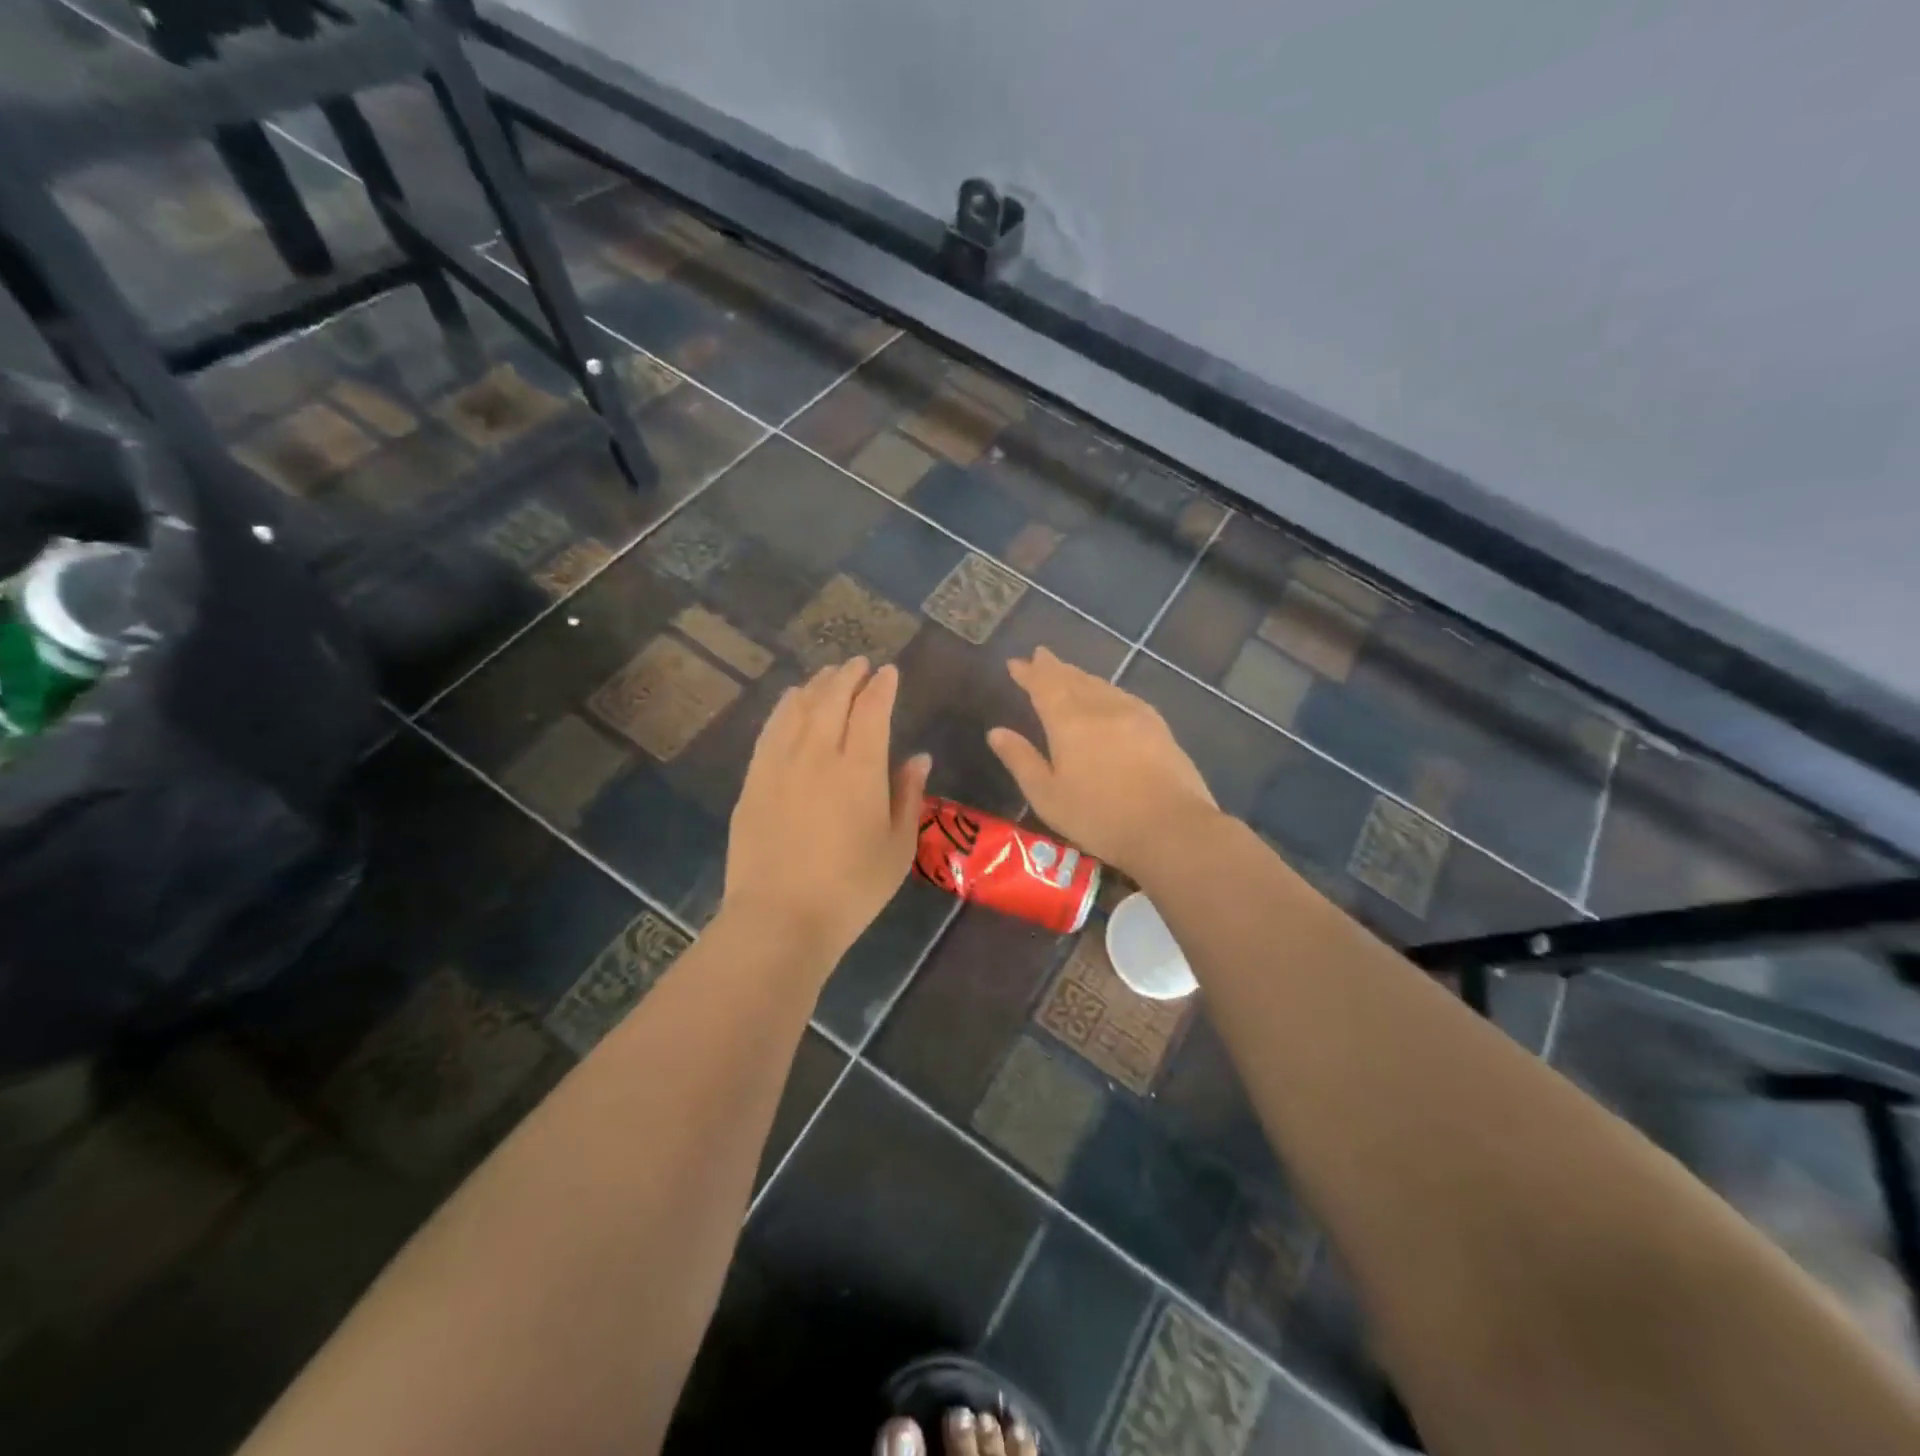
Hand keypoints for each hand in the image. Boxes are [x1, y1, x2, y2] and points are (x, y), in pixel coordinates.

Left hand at [721, 658, 931, 967]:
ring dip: (817, 685)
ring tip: (828, 676)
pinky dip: (785, 707)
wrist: (780, 917)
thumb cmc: (852, 888)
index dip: (882, 686)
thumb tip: (919, 757)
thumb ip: (908, 795)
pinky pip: (771, 728)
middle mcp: (819, 753)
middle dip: (849, 675)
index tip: (889, 672)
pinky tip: (791, 702)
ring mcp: (780, 763)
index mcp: (860, 769)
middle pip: (833, 698)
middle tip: (859, 664)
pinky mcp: (754, 779)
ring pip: (799, 707)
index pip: (873, 709)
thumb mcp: (898, 847)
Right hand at [988, 647, 1217, 878]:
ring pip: (1100, 685)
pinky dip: (1106, 690)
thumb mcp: (1047, 796)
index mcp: (1068, 722)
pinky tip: (1108, 696)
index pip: (1044, 686)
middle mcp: (1100, 707)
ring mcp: (1133, 713)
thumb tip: (996, 732)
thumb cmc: (1099, 817)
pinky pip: (1122, 696)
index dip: (1029, 673)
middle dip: (1054, 667)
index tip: (1016, 663)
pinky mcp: (1157, 726)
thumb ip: (1021, 760)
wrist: (1171, 827)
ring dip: (1080, 676)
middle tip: (1040, 655)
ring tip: (1068, 672)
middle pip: (1073, 679)